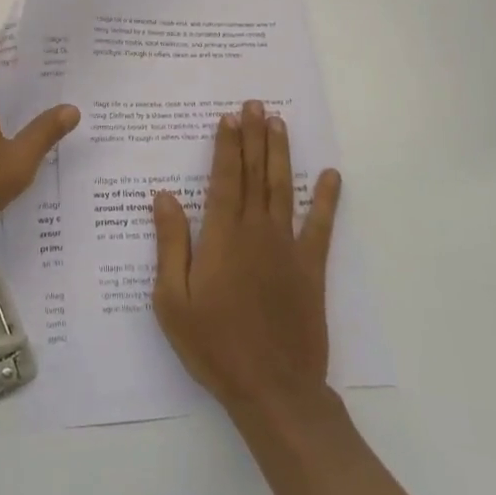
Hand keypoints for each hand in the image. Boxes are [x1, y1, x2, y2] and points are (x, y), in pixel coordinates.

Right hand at [152, 101, 342, 413]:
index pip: (224, 179)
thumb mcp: (172, 299)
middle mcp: (257, 232)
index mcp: (222, 237)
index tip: (227, 118)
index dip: (226, 146)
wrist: (273, 390)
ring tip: (279, 123)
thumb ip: (170, 244)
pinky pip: (320, 227)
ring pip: (283, 189)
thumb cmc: (214, 345)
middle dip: (253, 137)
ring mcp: (288, 249)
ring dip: (280, 154)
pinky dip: (326, 200)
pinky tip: (331, 176)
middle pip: (255, 174)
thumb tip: (164, 196)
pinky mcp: (311, 269)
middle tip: (254, 104)